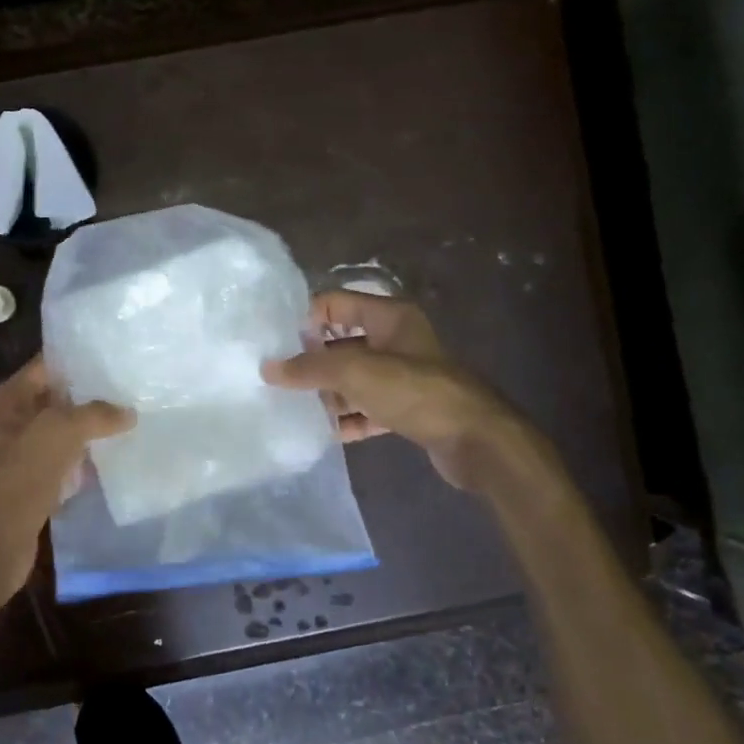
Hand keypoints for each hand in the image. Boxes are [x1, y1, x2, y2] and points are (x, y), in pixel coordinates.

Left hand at [0, 356, 133, 599]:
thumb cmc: (19, 478)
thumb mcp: (58, 433)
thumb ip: (95, 415)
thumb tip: (128, 413)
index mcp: (5, 400)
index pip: (45, 366)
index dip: (77, 359)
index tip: (114, 355)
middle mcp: (9, 422)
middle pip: (56, 398)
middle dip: (89, 394)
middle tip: (131, 387)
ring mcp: (20, 454)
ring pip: (62, 431)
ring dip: (90, 428)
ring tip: (131, 417)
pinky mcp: (33, 482)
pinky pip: (64, 460)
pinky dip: (84, 458)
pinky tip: (113, 456)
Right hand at [262, 290, 519, 490]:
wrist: (476, 440)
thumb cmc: (414, 391)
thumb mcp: (354, 372)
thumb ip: (308, 368)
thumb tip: (268, 368)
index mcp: (388, 317)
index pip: (334, 303)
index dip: (306, 319)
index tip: (277, 345)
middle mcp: (397, 340)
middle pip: (341, 342)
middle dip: (313, 362)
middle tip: (281, 380)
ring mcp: (404, 376)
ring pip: (354, 378)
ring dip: (330, 393)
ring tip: (300, 408)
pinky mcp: (409, 408)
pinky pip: (369, 407)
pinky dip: (350, 417)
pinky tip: (329, 432)